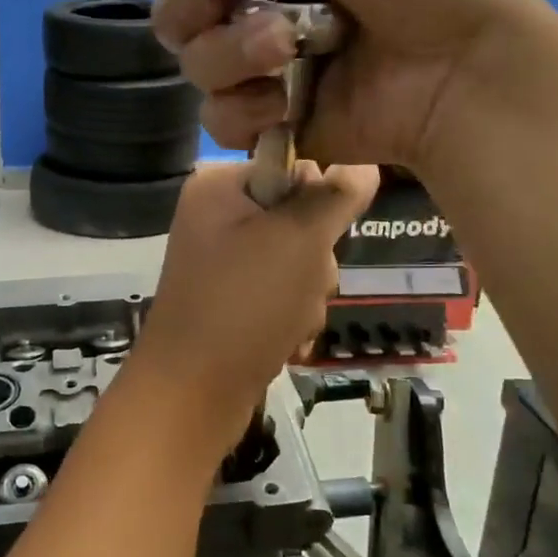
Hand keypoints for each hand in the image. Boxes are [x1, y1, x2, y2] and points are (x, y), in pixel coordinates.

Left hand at [128, 161, 377, 440]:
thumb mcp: (300, 239)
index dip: (320, 204)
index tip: (320, 238)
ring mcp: (221, 262)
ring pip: (298, 263)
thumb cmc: (245, 304)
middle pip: (300, 220)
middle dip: (313, 262)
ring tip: (287, 321)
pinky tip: (282, 340)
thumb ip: (335, 196)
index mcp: (219, 186)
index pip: (294, 168)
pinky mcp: (230, 300)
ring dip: (306, 296)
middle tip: (300, 286)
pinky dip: (289, 318)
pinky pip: (280, 295)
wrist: (193, 392)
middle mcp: (216, 217)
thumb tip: (364, 163)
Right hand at [151, 0, 551, 174]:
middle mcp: (259, 18)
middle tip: (240, 17)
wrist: (464, 70)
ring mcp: (265, 77)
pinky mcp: (274, 128)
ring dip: (233, 61)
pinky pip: (222, 124)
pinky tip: (282, 105)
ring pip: (198, 73)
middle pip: (182, 25)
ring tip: (286, 54)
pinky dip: (244, 113)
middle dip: (202, 21)